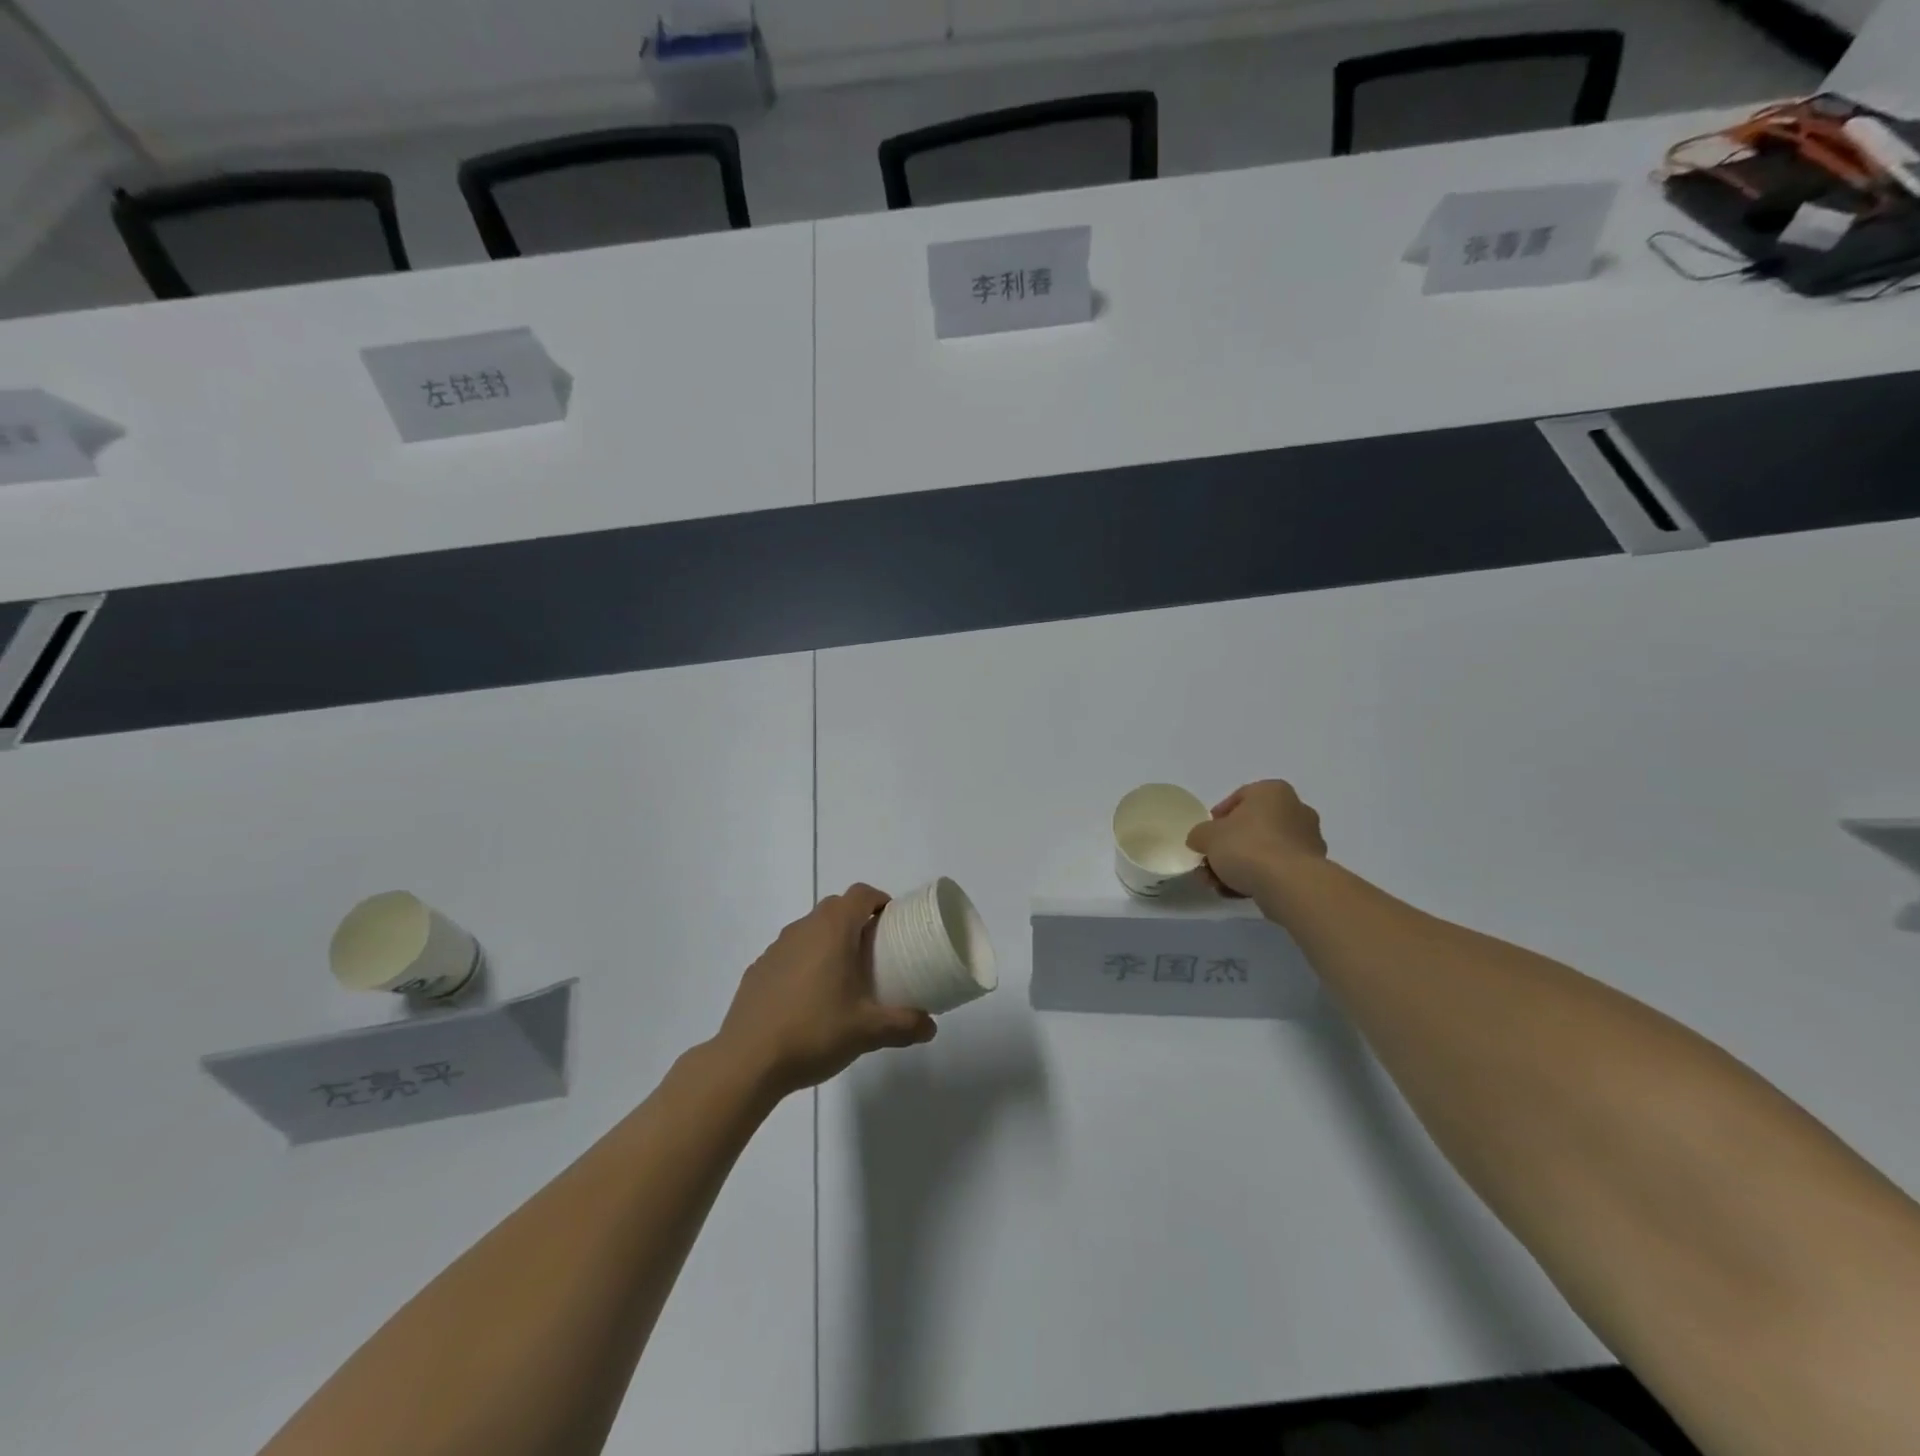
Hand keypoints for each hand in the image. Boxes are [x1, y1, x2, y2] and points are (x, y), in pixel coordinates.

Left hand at [716, 884, 935, 1099]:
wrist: (747, 1061)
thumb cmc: (814, 1032)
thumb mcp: (867, 1032)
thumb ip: (904, 1025)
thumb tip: (930, 1027)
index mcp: (832, 930)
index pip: (860, 894)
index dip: (880, 900)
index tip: (893, 922)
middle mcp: (803, 929)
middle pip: (835, 907)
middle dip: (857, 920)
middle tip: (874, 951)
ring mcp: (775, 948)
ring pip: (809, 930)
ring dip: (829, 941)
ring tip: (843, 976)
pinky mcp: (757, 970)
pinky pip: (789, 954)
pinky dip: (804, 962)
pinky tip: (809, 999)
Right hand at [1186, 780, 1327, 898]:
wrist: (1289, 885)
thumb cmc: (1247, 846)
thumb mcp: (1207, 836)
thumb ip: (1199, 834)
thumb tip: (1201, 840)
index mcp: (1272, 791)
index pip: (1239, 798)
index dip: (1218, 818)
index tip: (1206, 837)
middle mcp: (1296, 809)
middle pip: (1251, 827)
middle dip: (1227, 848)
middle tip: (1209, 865)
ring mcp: (1307, 840)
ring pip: (1263, 850)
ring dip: (1239, 866)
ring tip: (1218, 886)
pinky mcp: (1312, 868)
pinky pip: (1277, 869)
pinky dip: (1257, 878)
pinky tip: (1237, 893)